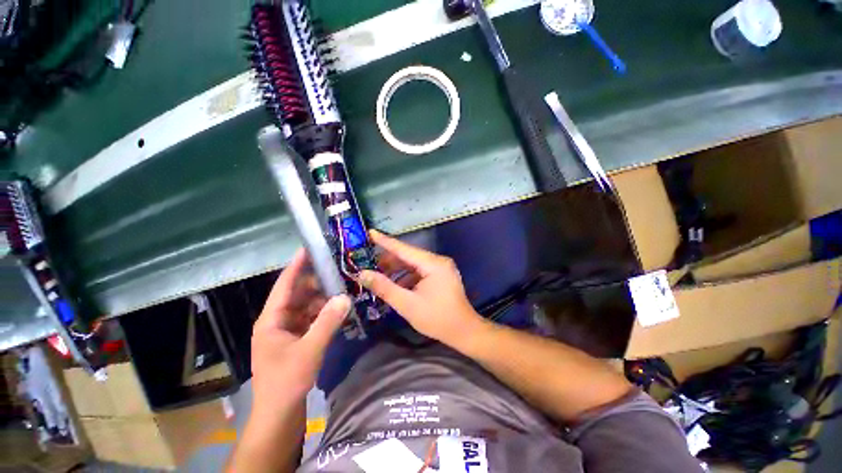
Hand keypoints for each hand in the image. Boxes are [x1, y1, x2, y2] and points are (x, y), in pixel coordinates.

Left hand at [251, 248, 350, 409]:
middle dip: (316, 282)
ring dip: (322, 297)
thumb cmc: (286, 381)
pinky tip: (337, 308)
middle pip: (297, 293)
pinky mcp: (296, 339)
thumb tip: (345, 296)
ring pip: (306, 305)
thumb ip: (327, 322)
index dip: (296, 266)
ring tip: (341, 286)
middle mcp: (277, 321)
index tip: (309, 249)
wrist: (279, 414)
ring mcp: (287, 330)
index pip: (284, 285)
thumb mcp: (309, 350)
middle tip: (337, 269)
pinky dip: (323, 312)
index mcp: (271, 320)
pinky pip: (311, 318)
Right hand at [358, 230, 480, 344]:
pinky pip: (420, 272)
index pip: (404, 249)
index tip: (370, 232)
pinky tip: (395, 286)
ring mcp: (441, 268)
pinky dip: (407, 277)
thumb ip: (384, 288)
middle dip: (389, 261)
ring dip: (397, 271)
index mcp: (433, 264)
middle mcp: (438, 261)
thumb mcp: (407, 304)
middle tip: (368, 265)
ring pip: (413, 264)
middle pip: (409, 256)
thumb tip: (363, 274)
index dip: (385, 241)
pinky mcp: (441, 276)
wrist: (464, 332)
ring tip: (379, 277)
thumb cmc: (437, 318)